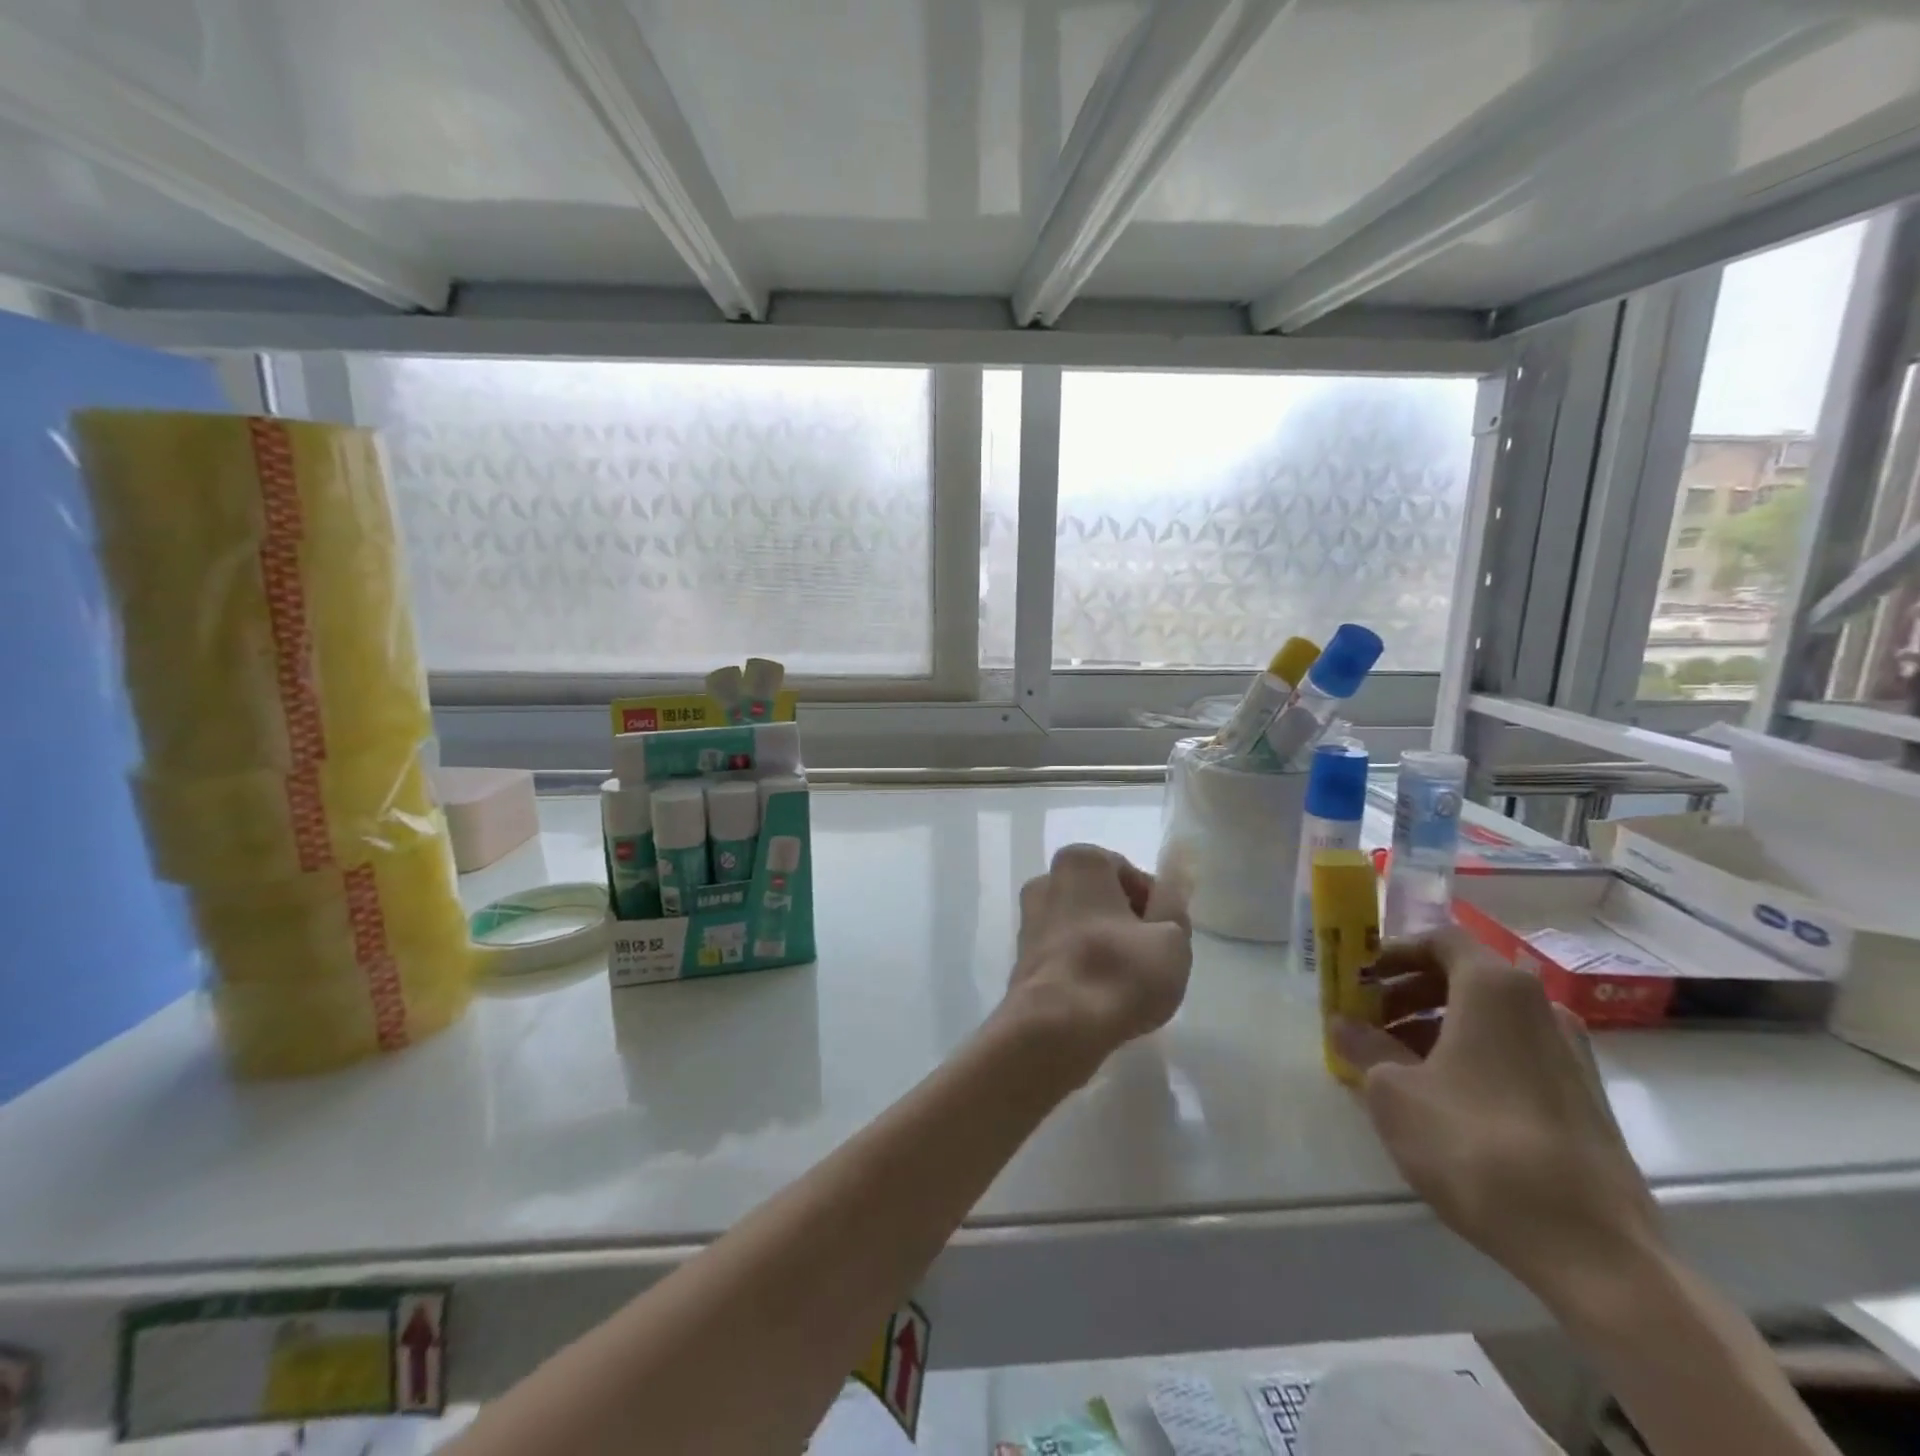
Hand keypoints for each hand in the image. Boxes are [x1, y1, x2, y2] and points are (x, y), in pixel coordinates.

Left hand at [1007, 845, 1192, 1072]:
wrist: (1053, 1029)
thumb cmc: (1119, 973)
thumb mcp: (1172, 939)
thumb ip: (1174, 907)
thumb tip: (1169, 891)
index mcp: (1080, 862)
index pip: (1131, 875)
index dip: (1156, 906)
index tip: (1168, 937)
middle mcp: (1046, 880)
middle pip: (1103, 899)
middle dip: (1127, 923)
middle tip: (1152, 960)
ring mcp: (1028, 919)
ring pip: (1082, 926)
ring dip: (1105, 946)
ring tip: (1127, 983)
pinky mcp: (1021, 957)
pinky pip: (1064, 952)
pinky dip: (1083, 966)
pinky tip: (1100, 995)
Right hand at [1334, 929, 1664, 1308]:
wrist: (1594, 1250)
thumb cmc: (1476, 1146)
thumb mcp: (1394, 1091)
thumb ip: (1364, 1046)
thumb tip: (1343, 1024)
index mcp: (1495, 989)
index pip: (1440, 940)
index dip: (1394, 953)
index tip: (1360, 978)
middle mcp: (1540, 1007)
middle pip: (1463, 977)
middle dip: (1408, 992)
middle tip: (1368, 1021)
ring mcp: (1571, 1054)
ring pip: (1488, 1018)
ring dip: (1436, 1027)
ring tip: (1397, 1065)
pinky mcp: (1584, 1098)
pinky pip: (1513, 1053)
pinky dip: (1471, 1056)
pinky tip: (1442, 1099)